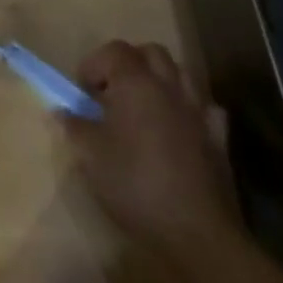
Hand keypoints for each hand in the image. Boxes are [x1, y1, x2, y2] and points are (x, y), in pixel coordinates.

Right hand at [65, 40, 236, 255]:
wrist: (196, 232)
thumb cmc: (134, 184)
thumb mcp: (90, 156)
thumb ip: (75, 127)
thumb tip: (63, 112)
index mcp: (136, 83)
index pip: (114, 50)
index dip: (94, 64)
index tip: (83, 92)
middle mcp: (169, 87)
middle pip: (151, 53)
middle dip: (130, 63)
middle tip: (113, 91)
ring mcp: (198, 112)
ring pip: (181, 74)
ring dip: (161, 81)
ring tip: (144, 107)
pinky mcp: (219, 140)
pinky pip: (206, 109)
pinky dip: (190, 110)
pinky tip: (180, 128)